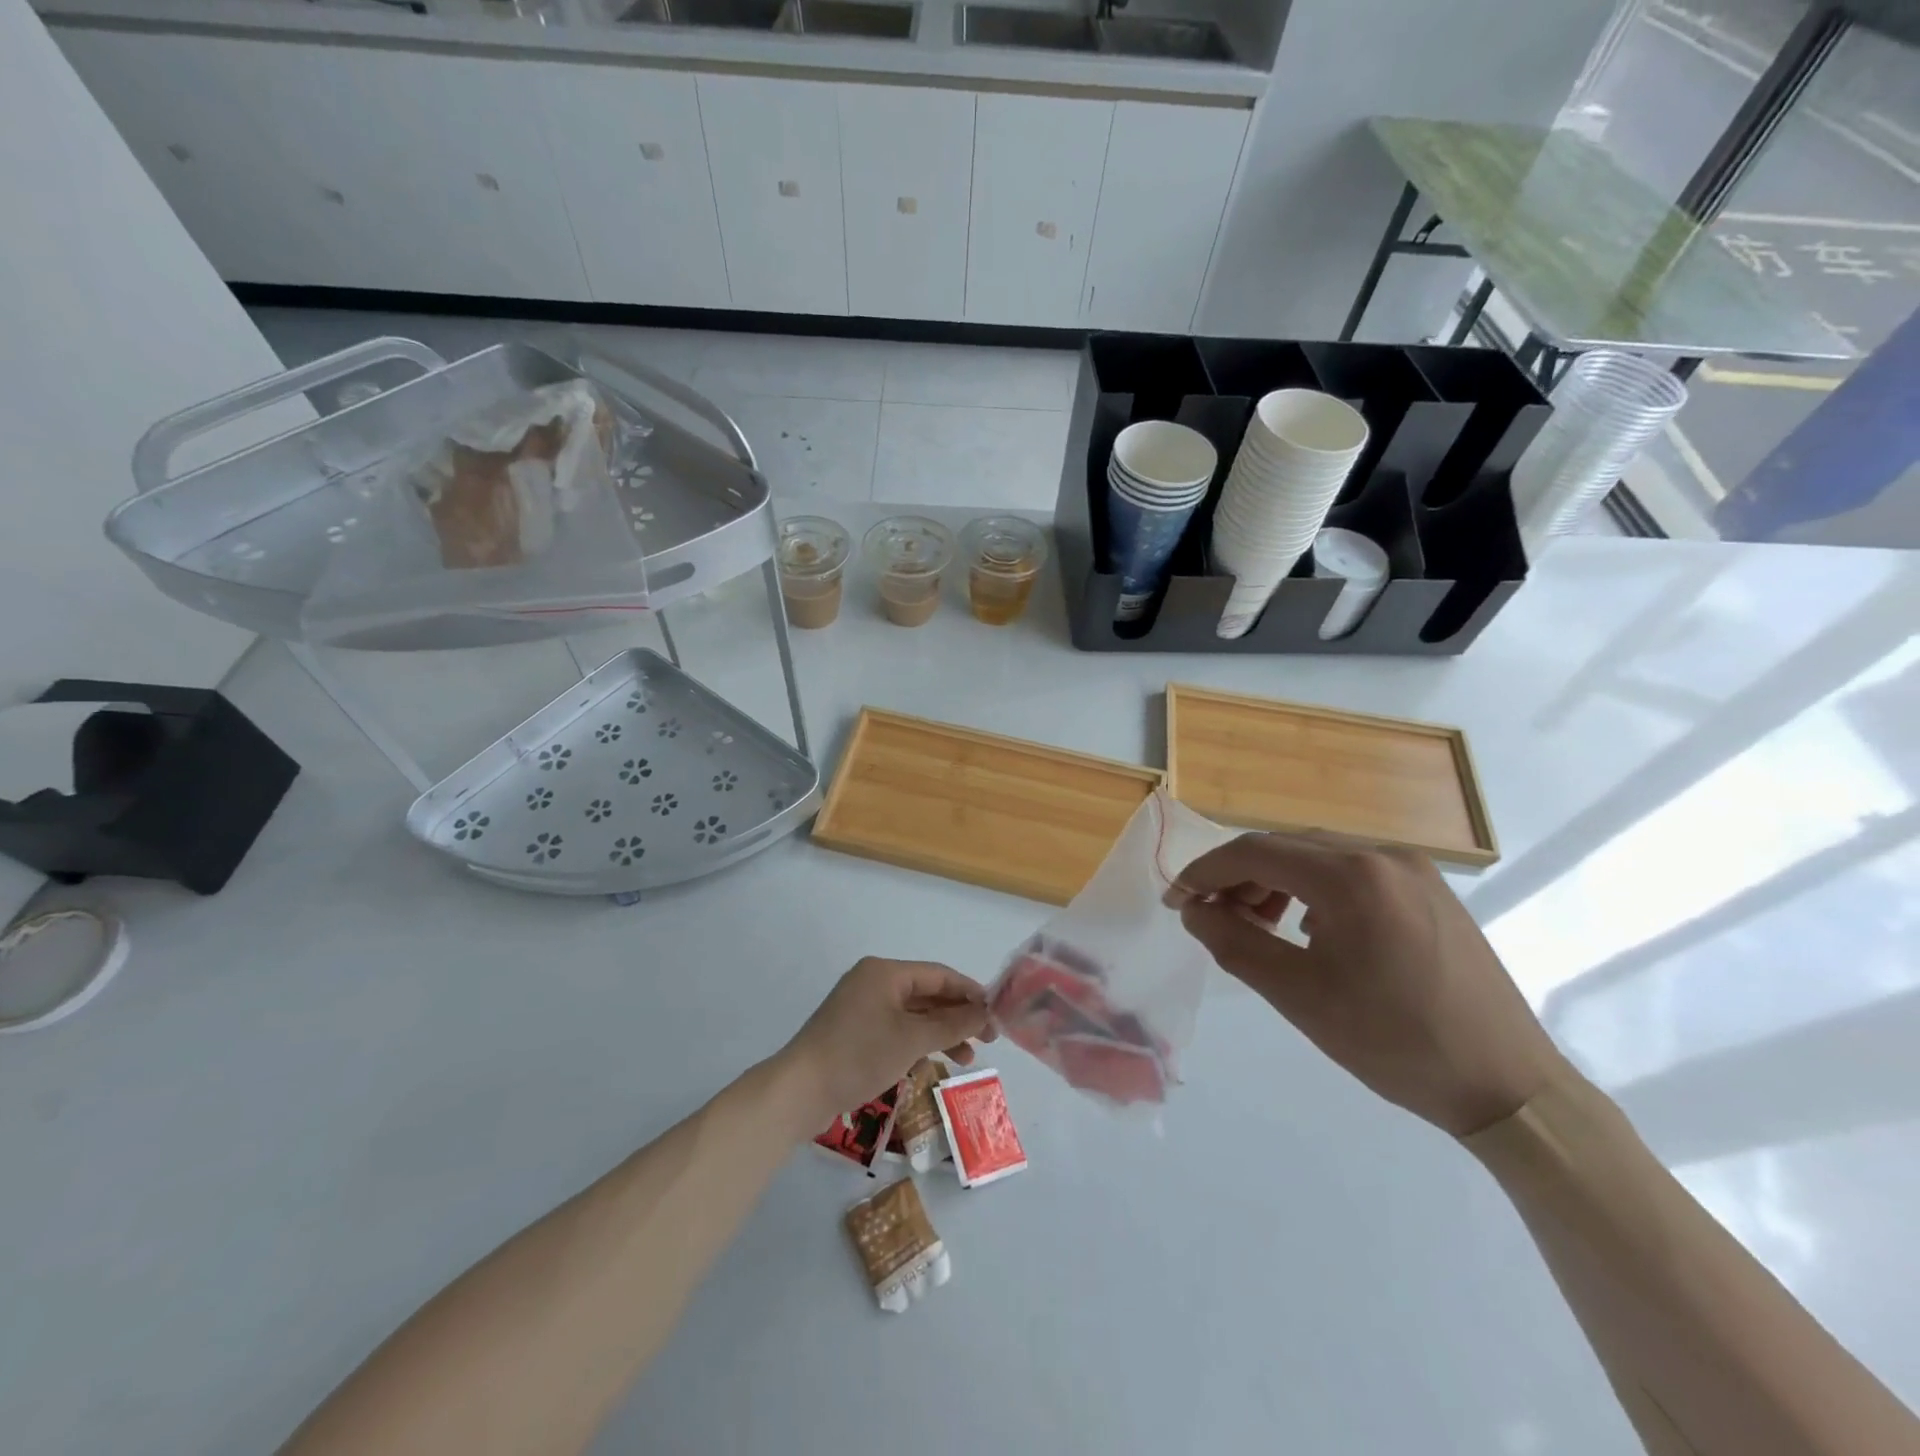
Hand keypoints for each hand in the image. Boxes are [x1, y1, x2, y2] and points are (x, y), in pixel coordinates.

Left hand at [779, 958, 994, 1131]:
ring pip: (912, 1015)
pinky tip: (932, 1062)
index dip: (970, 992)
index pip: (938, 975)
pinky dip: (917, 1043)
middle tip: (987, 1039)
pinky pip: (896, 1029)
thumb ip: (952, 1024)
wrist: (799, 1091)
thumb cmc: (859, 1055)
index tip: (996, 1013)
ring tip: (966, 1059)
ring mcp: (861, 1008)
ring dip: (940, 1033)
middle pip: (926, 994)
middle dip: (957, 1016)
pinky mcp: (854, 1032)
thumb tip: (985, 1010)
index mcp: (884, 972)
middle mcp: (873, 983)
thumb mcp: (912, 1039)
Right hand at [1174, 833, 1570, 1137]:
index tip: (1177, 901)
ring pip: (1319, 855)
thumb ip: (1235, 943)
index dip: (1206, 871)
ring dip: (1277, 881)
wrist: (1507, 1085)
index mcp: (1351, 876)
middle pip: (1287, 847)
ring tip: (1259, 924)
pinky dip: (1316, 888)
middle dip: (1239, 877)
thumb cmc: (1394, 1042)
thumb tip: (1194, 910)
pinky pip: (1354, 870)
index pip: (1255, 852)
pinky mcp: (1430, 888)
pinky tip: (1311, 928)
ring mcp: (1413, 868)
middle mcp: (1383, 854)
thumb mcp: (1299, 996)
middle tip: (1213, 916)